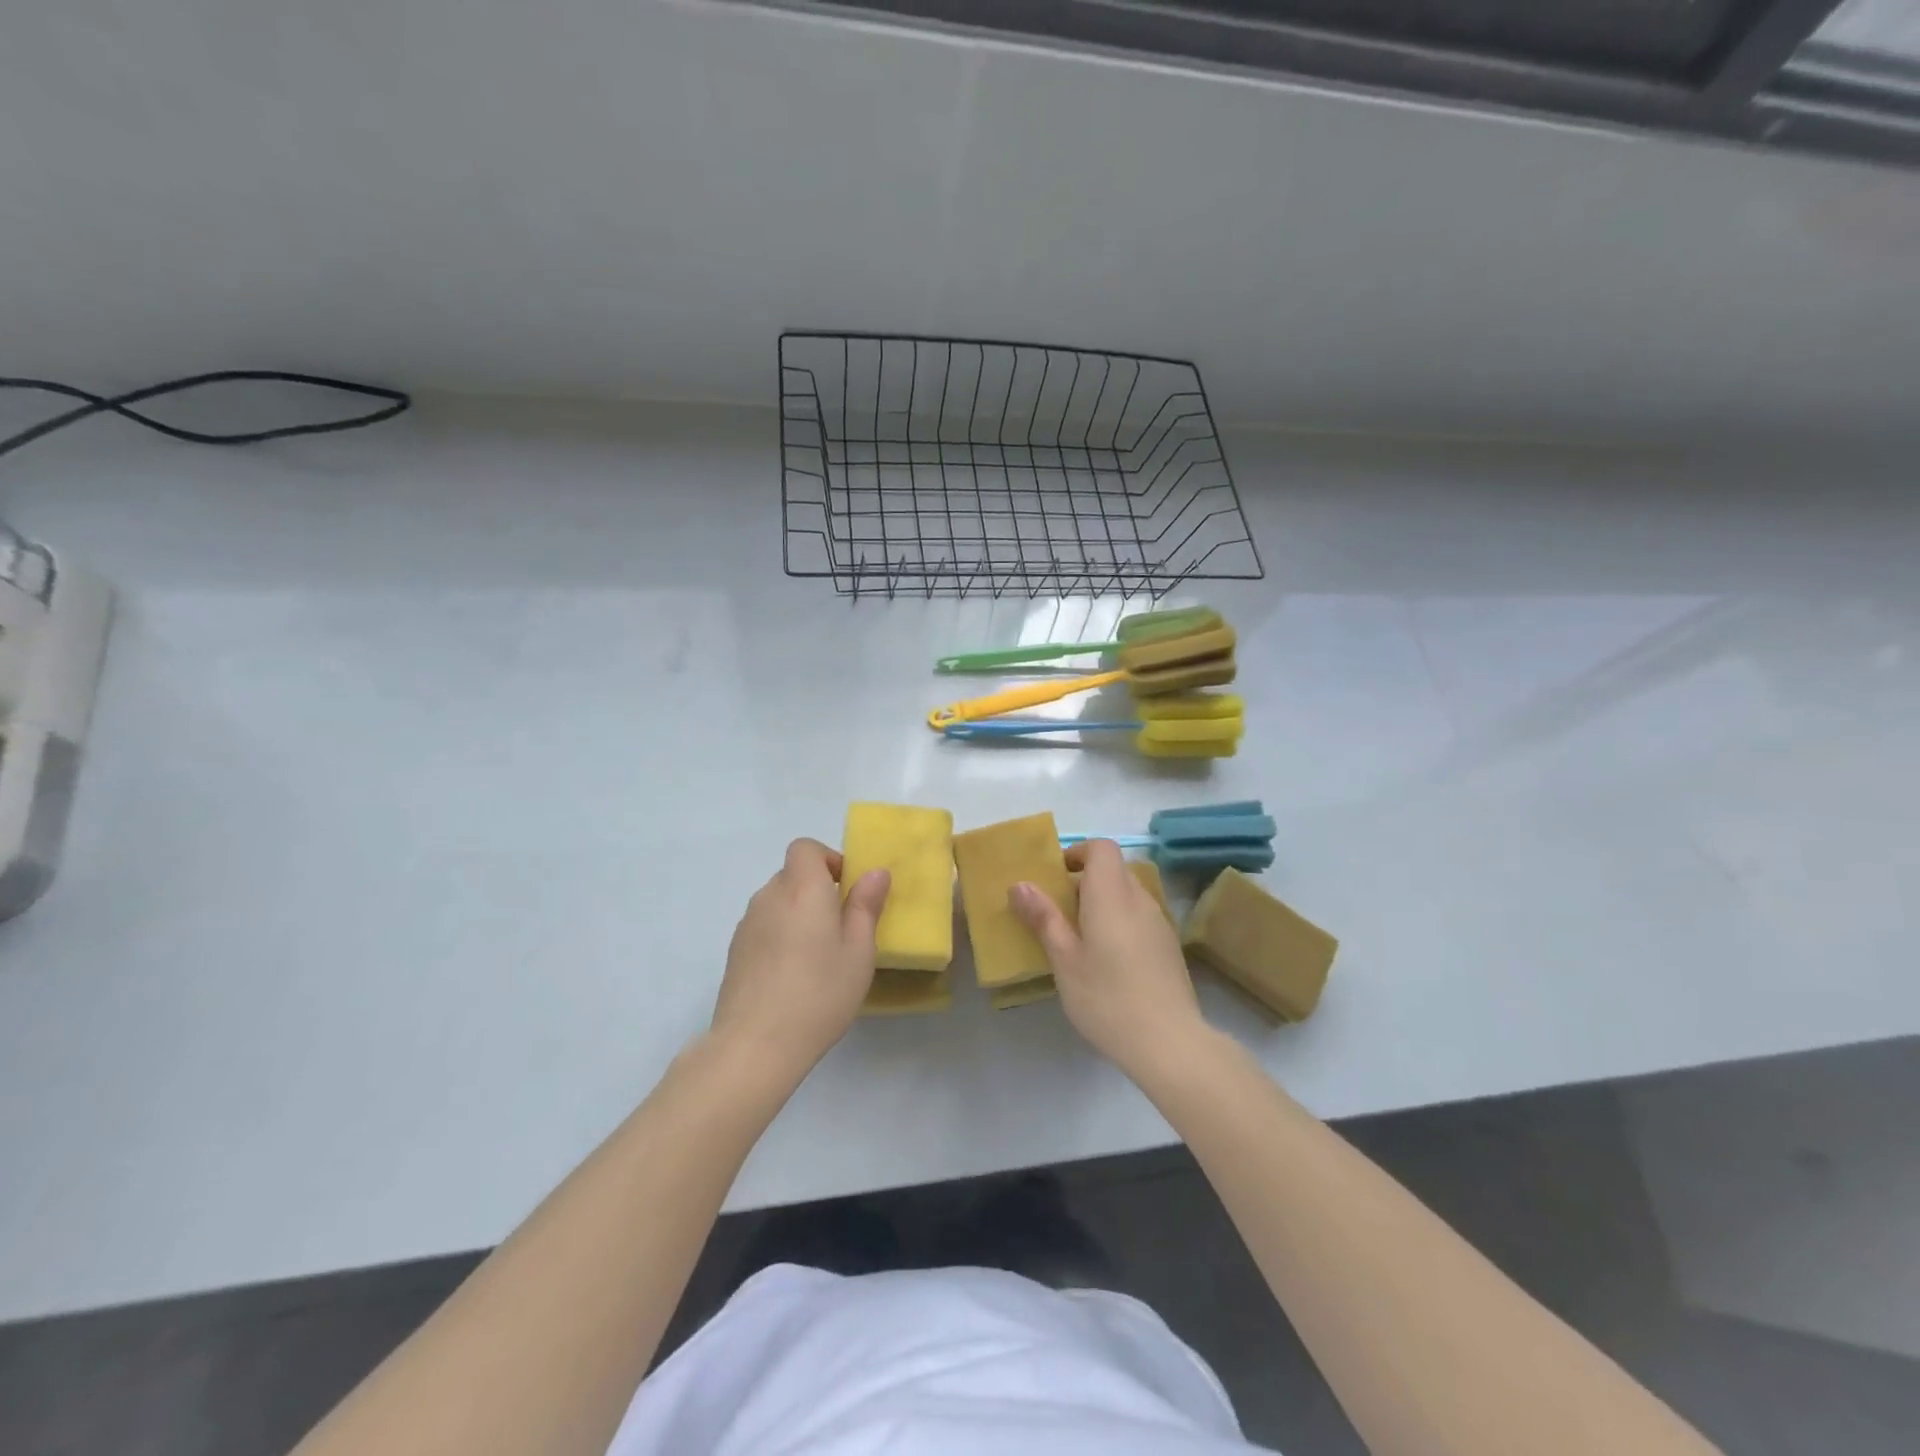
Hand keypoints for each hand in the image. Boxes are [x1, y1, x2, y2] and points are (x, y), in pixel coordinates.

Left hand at [710, 839, 889, 1082]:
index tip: (846, 890)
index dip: (827, 860)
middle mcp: (769, 897)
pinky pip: (763, 928)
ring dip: (798, 915)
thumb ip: (865, 906)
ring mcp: (747, 925)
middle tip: (840, 929)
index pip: (805, 848)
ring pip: (777, 903)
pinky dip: (780, 937)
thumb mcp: (858, 951)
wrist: (755, 1045)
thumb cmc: (819, 993)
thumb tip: (875, 872)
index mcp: (802, 889)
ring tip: (817, 957)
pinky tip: (792, 976)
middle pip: (792, 875)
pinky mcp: (735, 952)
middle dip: (817, 891)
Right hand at [1010, 839, 1207, 1080]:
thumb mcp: (1064, 959)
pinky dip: (1119, 924)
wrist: (1169, 1043)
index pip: (1101, 848)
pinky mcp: (1169, 948)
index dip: (1077, 853)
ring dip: (1102, 904)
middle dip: (1084, 882)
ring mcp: (1159, 923)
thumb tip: (1020, 884)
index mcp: (1112, 894)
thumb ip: (1043, 918)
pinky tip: (1108, 963)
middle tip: (1057, 914)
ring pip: (1127, 896)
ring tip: (1079, 941)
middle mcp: (1140, 899)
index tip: (1055, 878)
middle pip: (1113, 871)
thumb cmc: (1107, 997)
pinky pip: (1139, 918)